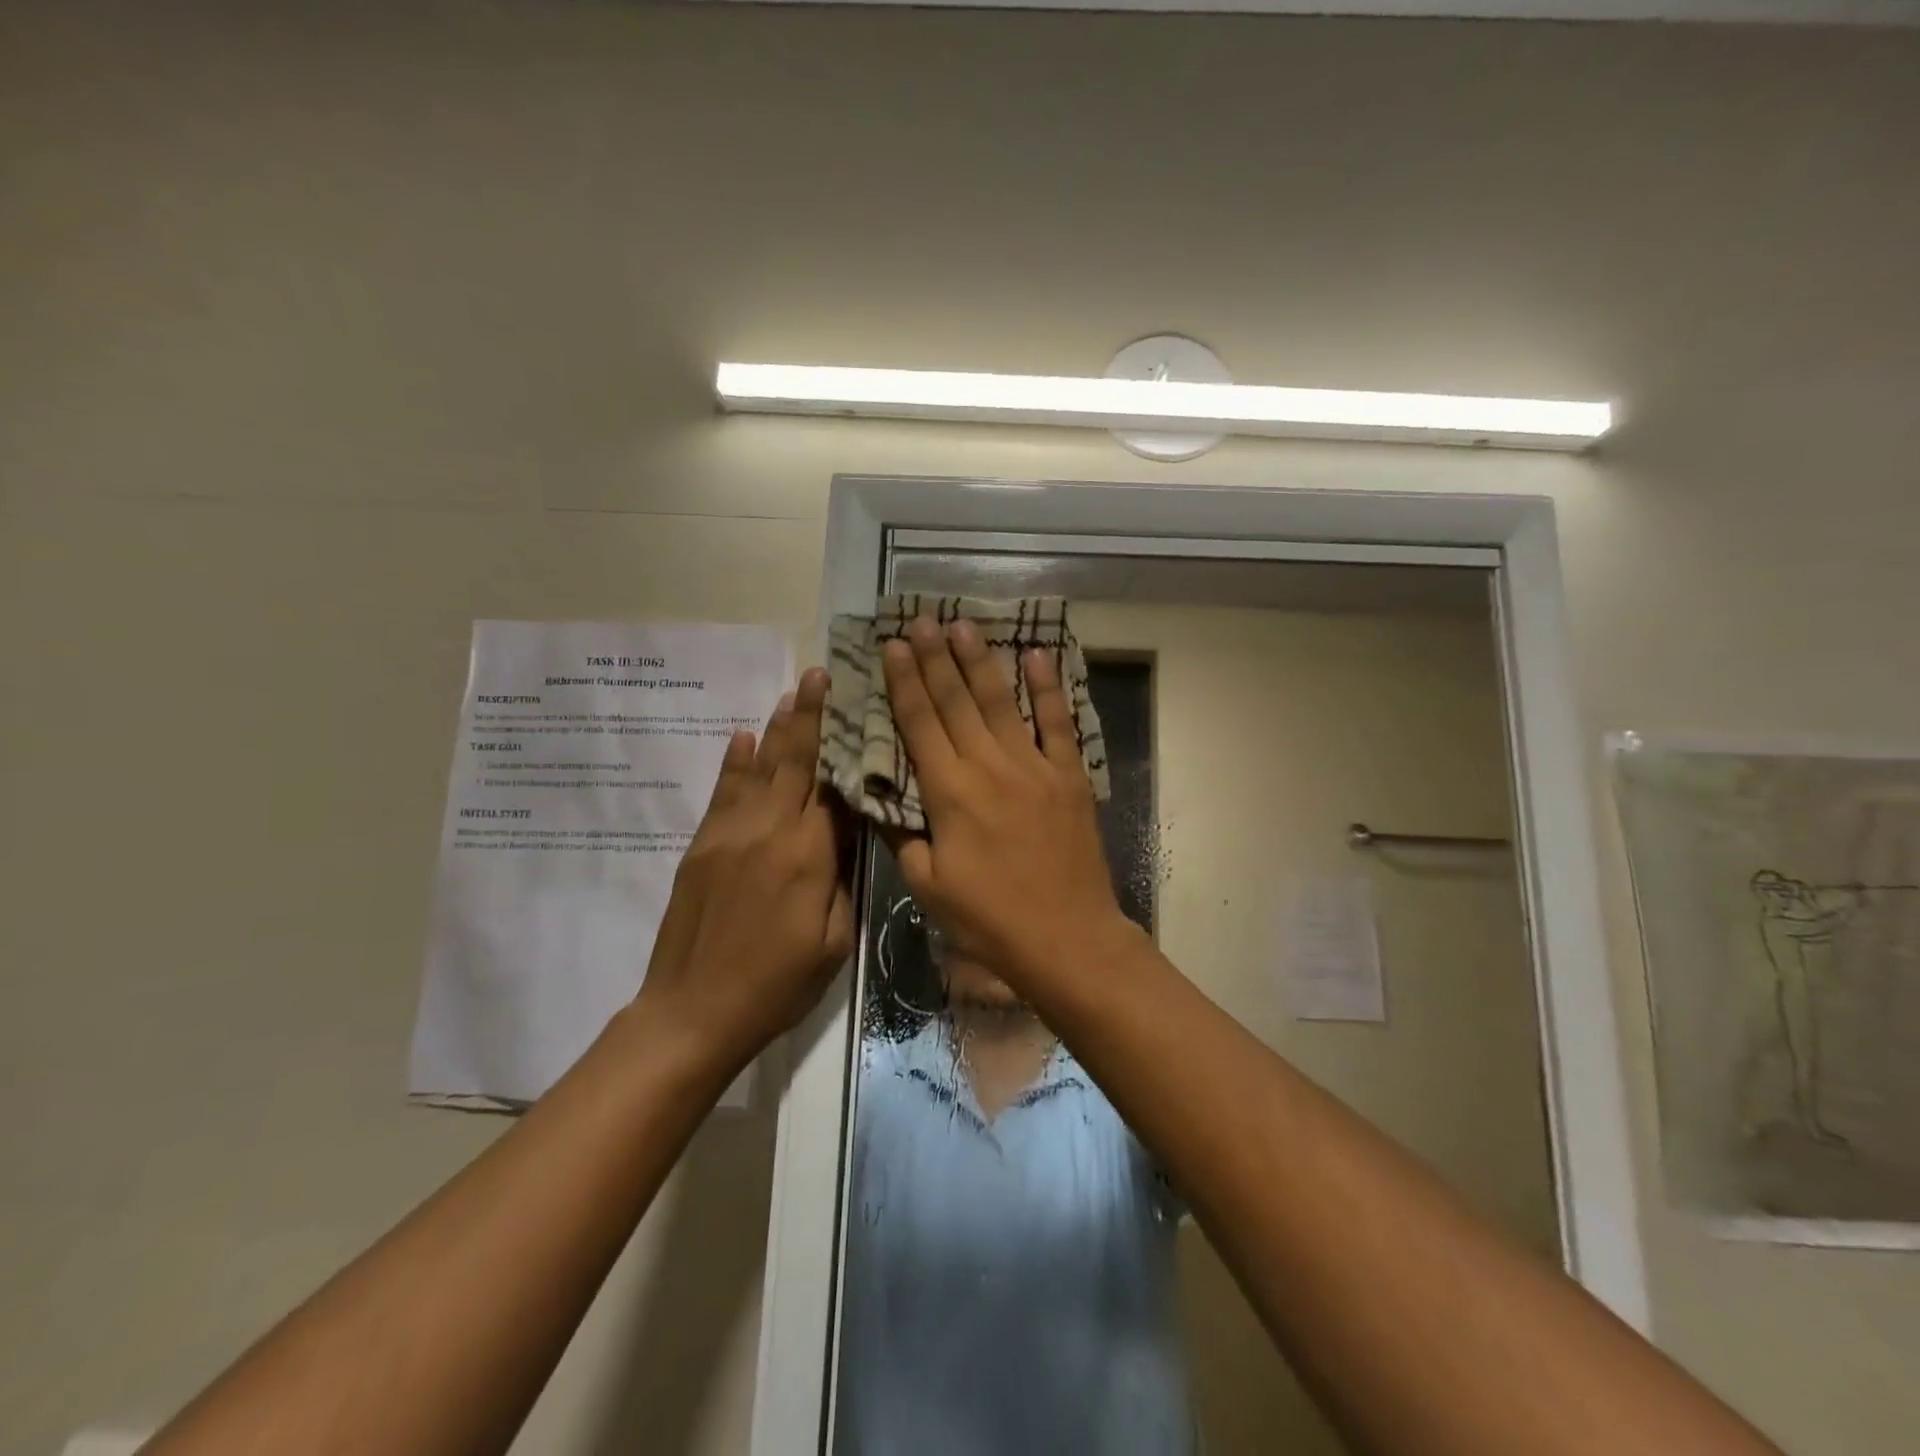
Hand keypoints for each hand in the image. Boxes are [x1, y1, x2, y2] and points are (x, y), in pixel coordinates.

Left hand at [635, 667, 854, 1072]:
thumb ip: (843, 881)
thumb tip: (848, 833)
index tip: (857, 707)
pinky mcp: (702, 845)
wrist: (692, 1011)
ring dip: (776, 728)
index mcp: (808, 856)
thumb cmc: (776, 985)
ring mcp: (729, 834)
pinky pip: (723, 791)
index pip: (834, 787)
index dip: (846, 747)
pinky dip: (736, 761)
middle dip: (809, 715)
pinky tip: (744, 736)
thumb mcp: (833, 943)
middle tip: (819, 674)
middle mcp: (769, 831)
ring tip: (791, 693)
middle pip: (794, 762)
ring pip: (759, 768)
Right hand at [881, 618, 1136, 995]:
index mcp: (949, 793)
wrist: (1067, 938)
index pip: (919, 724)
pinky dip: (1048, 688)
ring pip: (1001, 702)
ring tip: (963, 626)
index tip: (894, 645)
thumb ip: (903, 837)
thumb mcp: (928, 887)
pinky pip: (1057, 723)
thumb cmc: (990, 920)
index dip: (905, 681)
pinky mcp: (1069, 777)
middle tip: (922, 619)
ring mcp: (1034, 767)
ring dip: (980, 661)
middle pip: (956, 701)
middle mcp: (989, 767)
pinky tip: (1037, 656)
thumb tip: (882, 800)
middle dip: (935, 658)